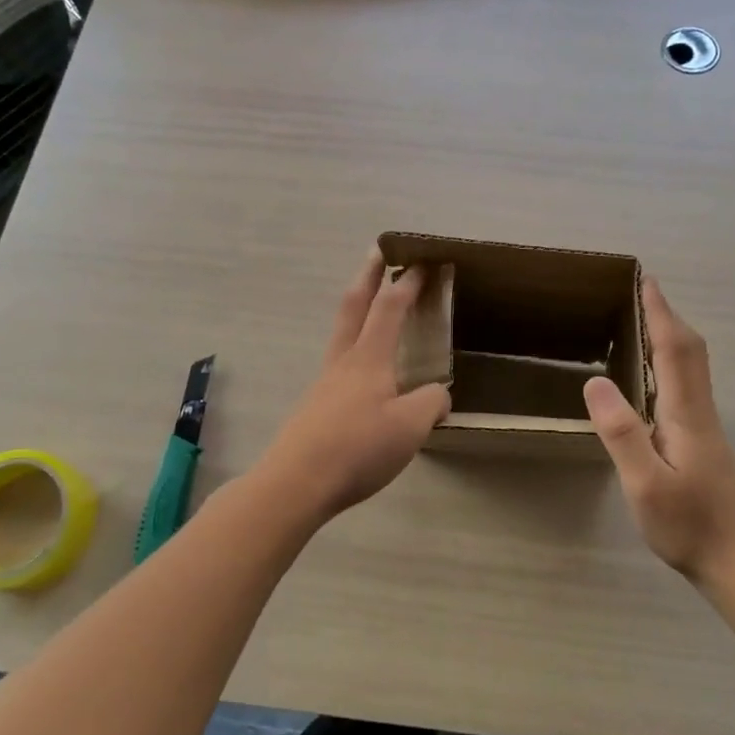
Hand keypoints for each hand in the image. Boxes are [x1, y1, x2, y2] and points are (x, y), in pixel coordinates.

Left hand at [260, 249, 451, 521]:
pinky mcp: (316, 406)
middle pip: (354, 305)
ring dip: (358, 310)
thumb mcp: (411, 426)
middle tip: (378, 251)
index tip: (421, 261)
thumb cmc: (358, 448)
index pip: (390, 307)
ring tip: (373, 308)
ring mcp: (325, 382)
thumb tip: (437, 394)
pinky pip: (340, 364)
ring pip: (343, 333)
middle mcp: (343, 361)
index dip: (407, 282)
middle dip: (368, 275)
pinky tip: (367, 375)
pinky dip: (356, 348)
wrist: (296, 482)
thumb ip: (431, 403)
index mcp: (369, 358)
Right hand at [583, 278, 734, 584]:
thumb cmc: (690, 526)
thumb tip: (595, 381)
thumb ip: (622, 433)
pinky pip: (687, 386)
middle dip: (669, 317)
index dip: (660, 313)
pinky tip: (655, 380)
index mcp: (686, 414)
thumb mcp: (645, 484)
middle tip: (644, 293)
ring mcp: (705, 429)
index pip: (675, 349)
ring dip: (672, 338)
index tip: (646, 281)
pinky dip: (672, 364)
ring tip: (646, 324)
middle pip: (691, 351)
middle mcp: (700, 413)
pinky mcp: (704, 445)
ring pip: (692, 368)